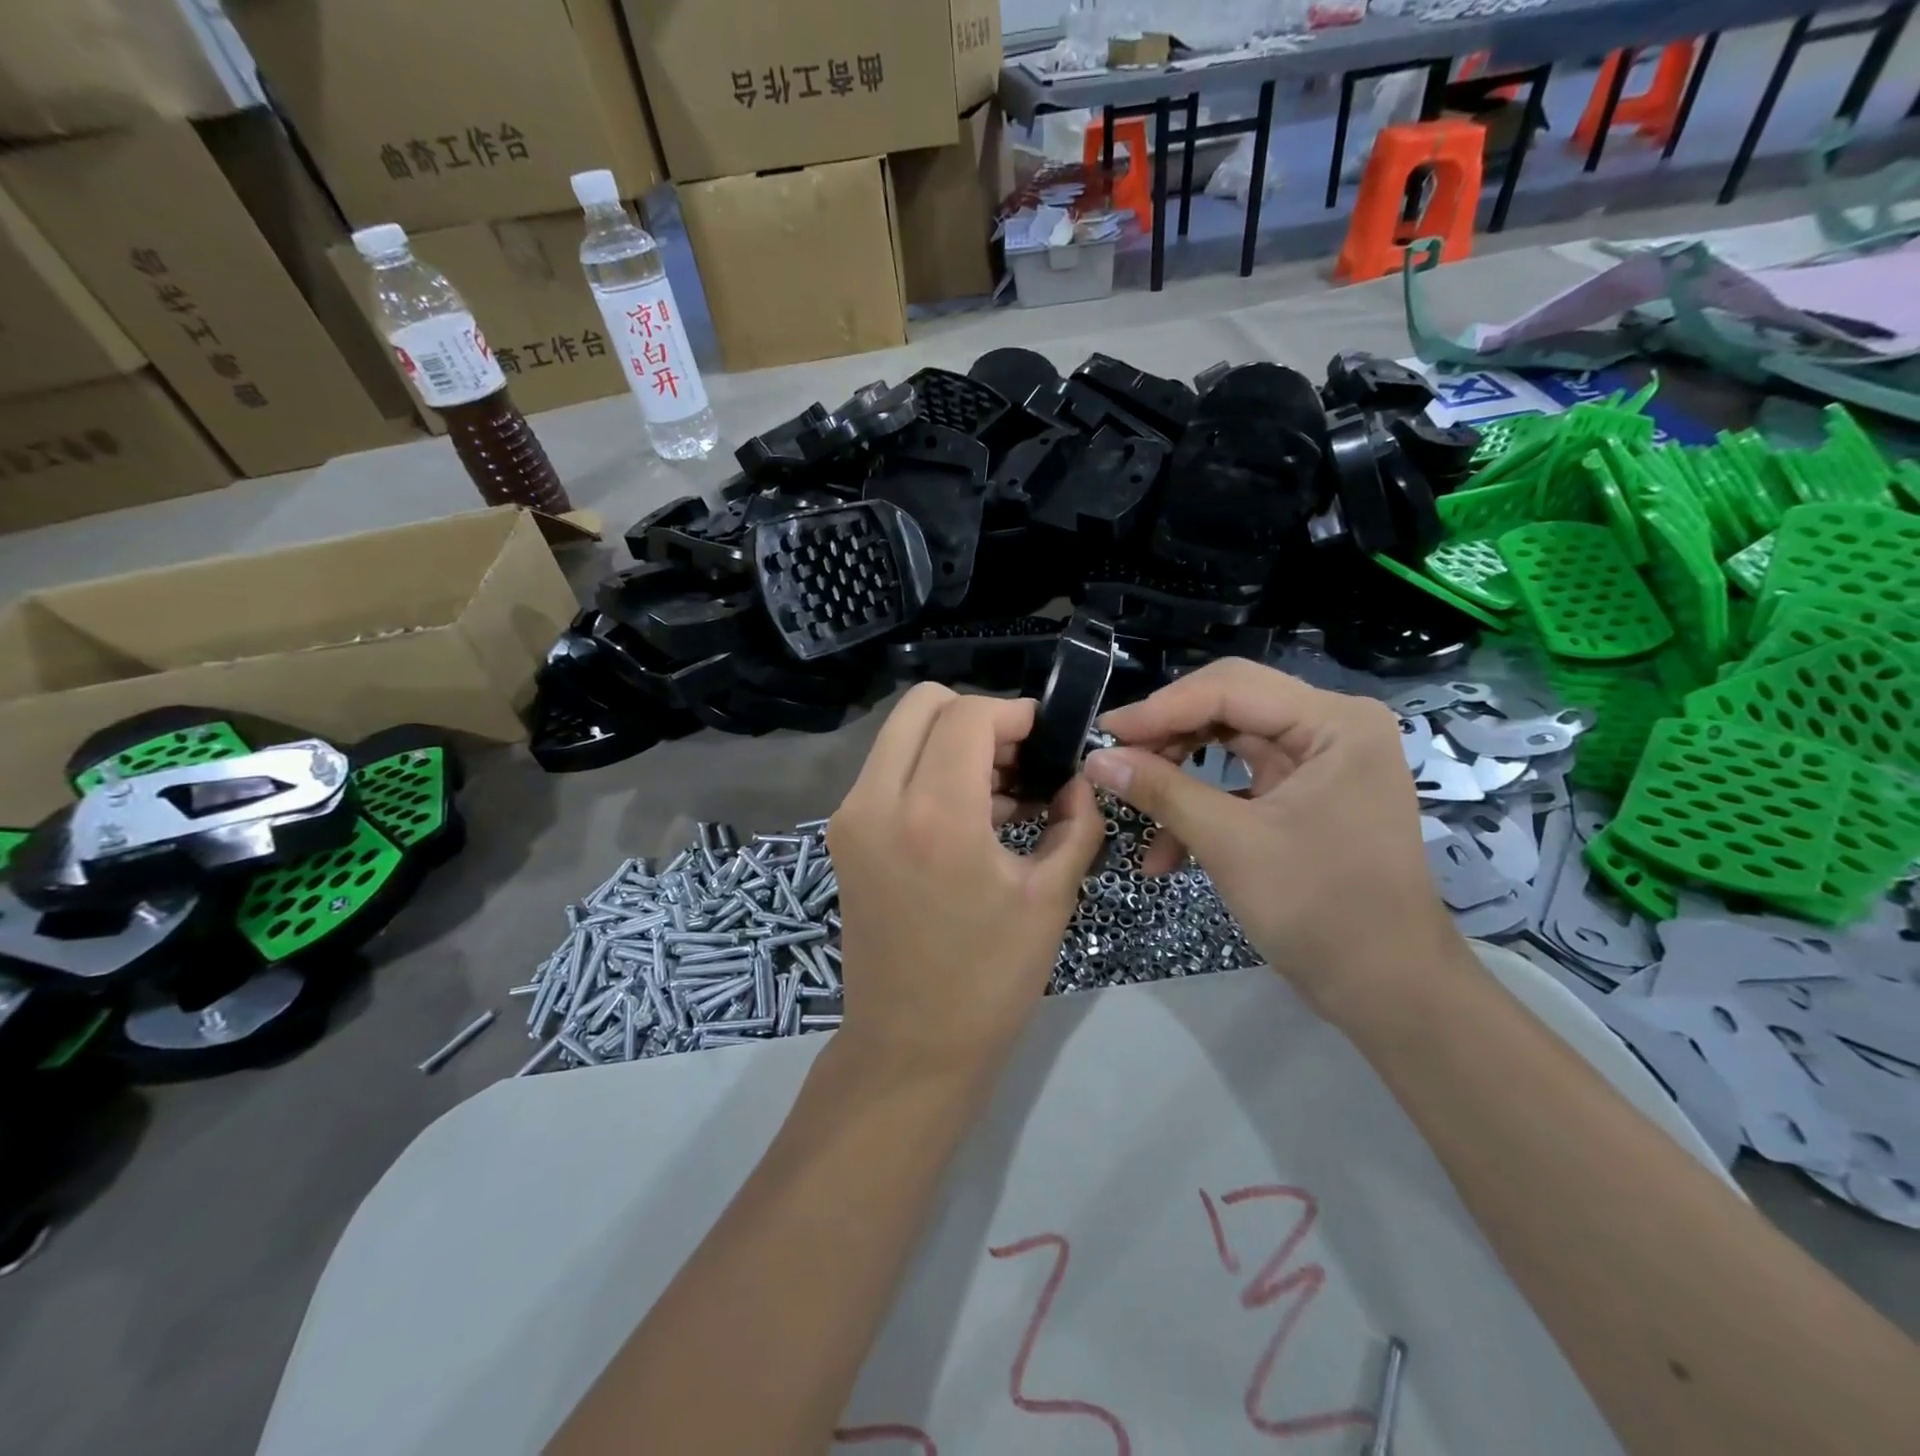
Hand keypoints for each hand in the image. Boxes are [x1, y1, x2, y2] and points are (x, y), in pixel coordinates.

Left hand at [828, 685, 1105, 1079]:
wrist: (911, 1047)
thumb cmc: (990, 980)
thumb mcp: (1050, 897)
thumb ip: (1076, 822)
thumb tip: (1078, 780)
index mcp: (935, 815)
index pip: (968, 715)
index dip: (1014, 713)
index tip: (1047, 738)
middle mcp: (877, 801)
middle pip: (922, 705)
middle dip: (978, 716)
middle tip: (1020, 759)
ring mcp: (851, 817)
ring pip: (901, 735)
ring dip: (952, 743)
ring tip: (1004, 792)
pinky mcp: (844, 836)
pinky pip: (887, 771)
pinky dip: (928, 770)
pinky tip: (972, 815)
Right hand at [1084, 659, 1459, 1020]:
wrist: (1388, 989)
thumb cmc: (1320, 909)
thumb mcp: (1230, 844)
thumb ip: (1161, 791)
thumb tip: (1096, 758)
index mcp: (1334, 722)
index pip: (1229, 689)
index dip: (1160, 709)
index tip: (1104, 733)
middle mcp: (1331, 727)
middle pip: (1227, 709)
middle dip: (1167, 740)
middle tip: (1114, 764)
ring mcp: (1320, 761)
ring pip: (1226, 745)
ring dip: (1177, 778)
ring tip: (1132, 808)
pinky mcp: (1305, 794)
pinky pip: (1238, 782)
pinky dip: (1200, 808)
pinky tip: (1165, 852)